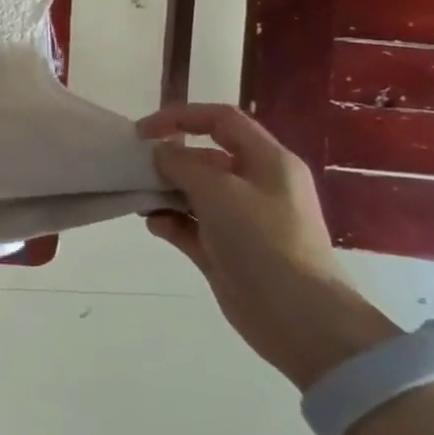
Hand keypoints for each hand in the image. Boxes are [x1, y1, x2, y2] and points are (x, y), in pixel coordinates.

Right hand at [136, 103, 396, 389]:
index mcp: (267, 162)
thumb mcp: (219, 191)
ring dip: (164, 191)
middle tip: (136, 168)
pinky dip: (169, 221)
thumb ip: (182, 164)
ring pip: (193, 191)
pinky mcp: (224, 249)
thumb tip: (160, 154)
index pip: (221, 120)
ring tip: (140, 198)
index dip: (181, 117)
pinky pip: (188, 224)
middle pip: (204, 156)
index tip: (143, 132)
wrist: (298, 317)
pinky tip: (154, 225)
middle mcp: (255, 185)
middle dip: (169, 159)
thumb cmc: (263, 241)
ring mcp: (240, 220)